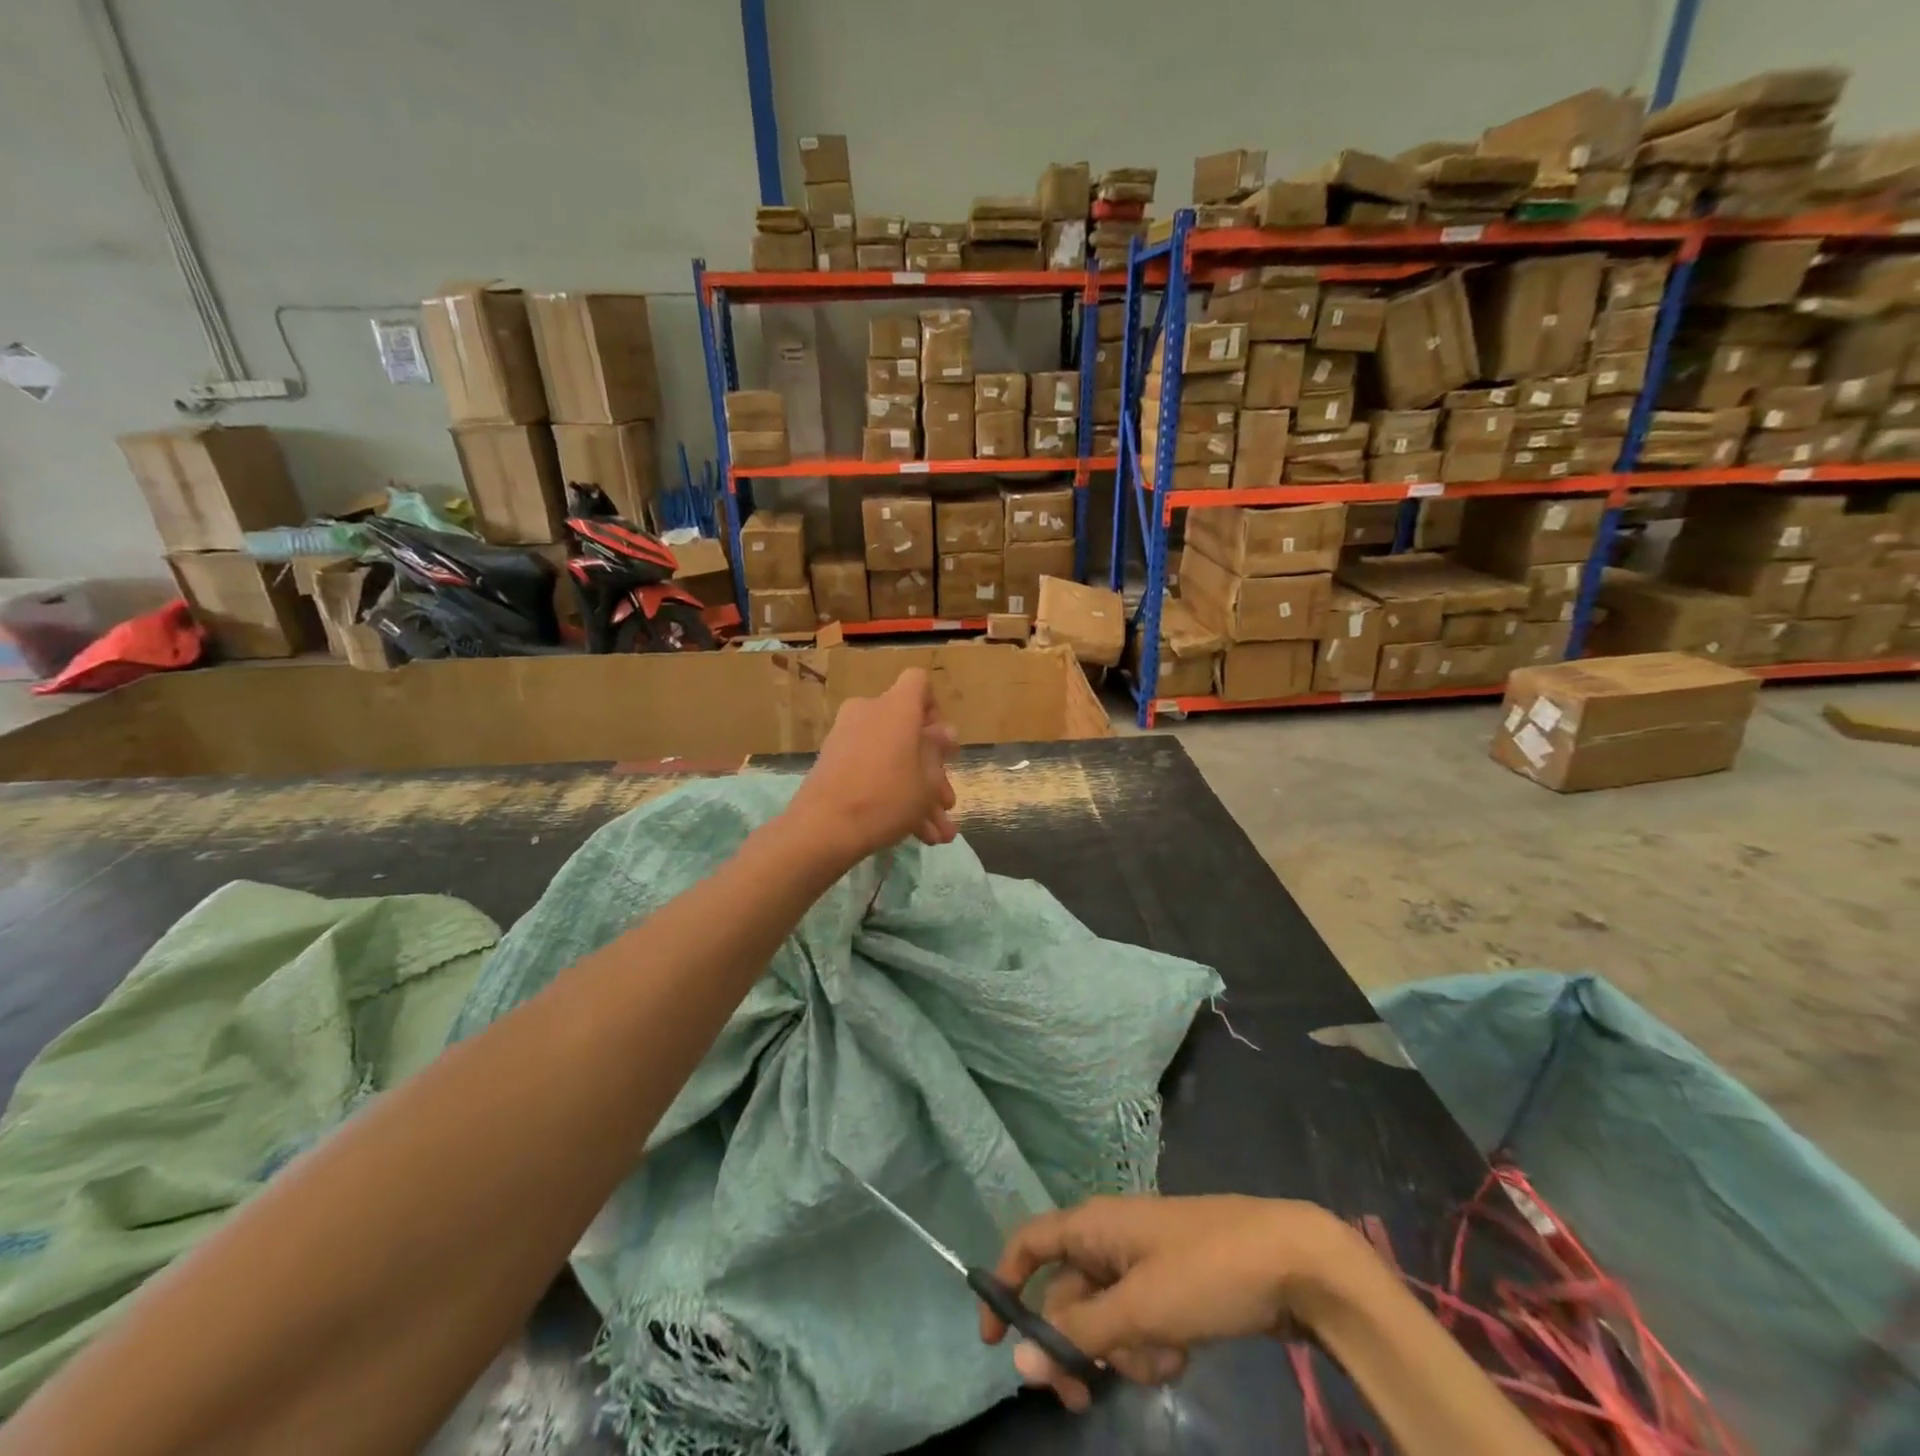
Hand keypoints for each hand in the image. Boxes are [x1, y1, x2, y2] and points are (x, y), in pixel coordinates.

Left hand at [788, 668, 958, 862]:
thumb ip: (938, 752)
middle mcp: (869, 713)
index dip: (934, 708)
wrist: (823, 828)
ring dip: (917, 793)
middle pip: (908, 730)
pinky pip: (872, 771)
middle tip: (946, 801)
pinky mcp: (833, 763)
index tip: (942, 742)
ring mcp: (847, 737)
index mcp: (896, 707)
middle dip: (932, 771)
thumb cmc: (887, 797)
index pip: (918, 683)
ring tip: (938, 832)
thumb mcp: (927, 780)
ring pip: (893, 758)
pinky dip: (892, 796)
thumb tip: (944, 733)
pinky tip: (917, 834)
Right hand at [981, 1194, 1357, 1410]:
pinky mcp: (1171, 1285)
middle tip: (1084, 1397)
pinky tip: (1179, 1355)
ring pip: (1105, 1317)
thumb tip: (1018, 1360)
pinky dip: (1149, 1346)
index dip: (1005, 1283)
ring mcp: (1142, 1262)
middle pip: (1067, 1295)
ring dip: (1121, 1351)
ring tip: (1160, 1361)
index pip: (1030, 1243)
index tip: (995, 1342)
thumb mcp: (1140, 1308)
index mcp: (1094, 1225)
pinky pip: (1138, 1321)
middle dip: (1074, 1346)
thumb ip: (1079, 1333)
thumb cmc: (1206, 1271)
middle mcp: (1110, 1238)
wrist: (1292, 1260)